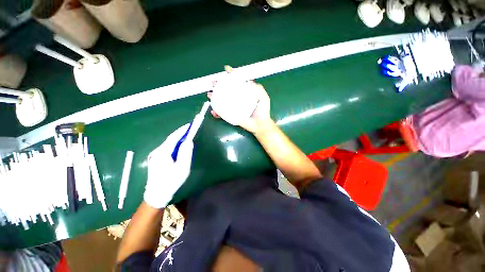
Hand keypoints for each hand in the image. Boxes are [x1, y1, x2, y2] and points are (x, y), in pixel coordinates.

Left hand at [144, 124, 192, 208]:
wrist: (156, 194)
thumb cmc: (171, 181)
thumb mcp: (182, 167)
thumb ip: (186, 152)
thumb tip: (189, 141)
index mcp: (163, 153)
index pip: (173, 137)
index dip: (182, 130)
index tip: (190, 125)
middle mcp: (157, 152)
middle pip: (170, 139)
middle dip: (180, 134)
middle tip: (190, 130)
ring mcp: (154, 155)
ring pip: (168, 144)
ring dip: (178, 140)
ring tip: (187, 138)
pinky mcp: (155, 158)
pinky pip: (166, 148)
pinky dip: (174, 145)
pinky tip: (179, 148)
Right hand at [208, 66, 272, 133]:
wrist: (260, 125)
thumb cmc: (263, 112)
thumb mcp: (263, 97)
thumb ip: (258, 88)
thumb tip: (248, 81)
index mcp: (245, 93)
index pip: (238, 82)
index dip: (232, 76)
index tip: (226, 70)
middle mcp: (238, 99)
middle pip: (227, 90)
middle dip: (219, 85)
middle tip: (213, 83)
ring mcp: (234, 108)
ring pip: (222, 101)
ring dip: (214, 97)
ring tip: (209, 95)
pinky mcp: (232, 116)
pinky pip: (223, 114)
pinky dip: (217, 113)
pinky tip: (213, 111)